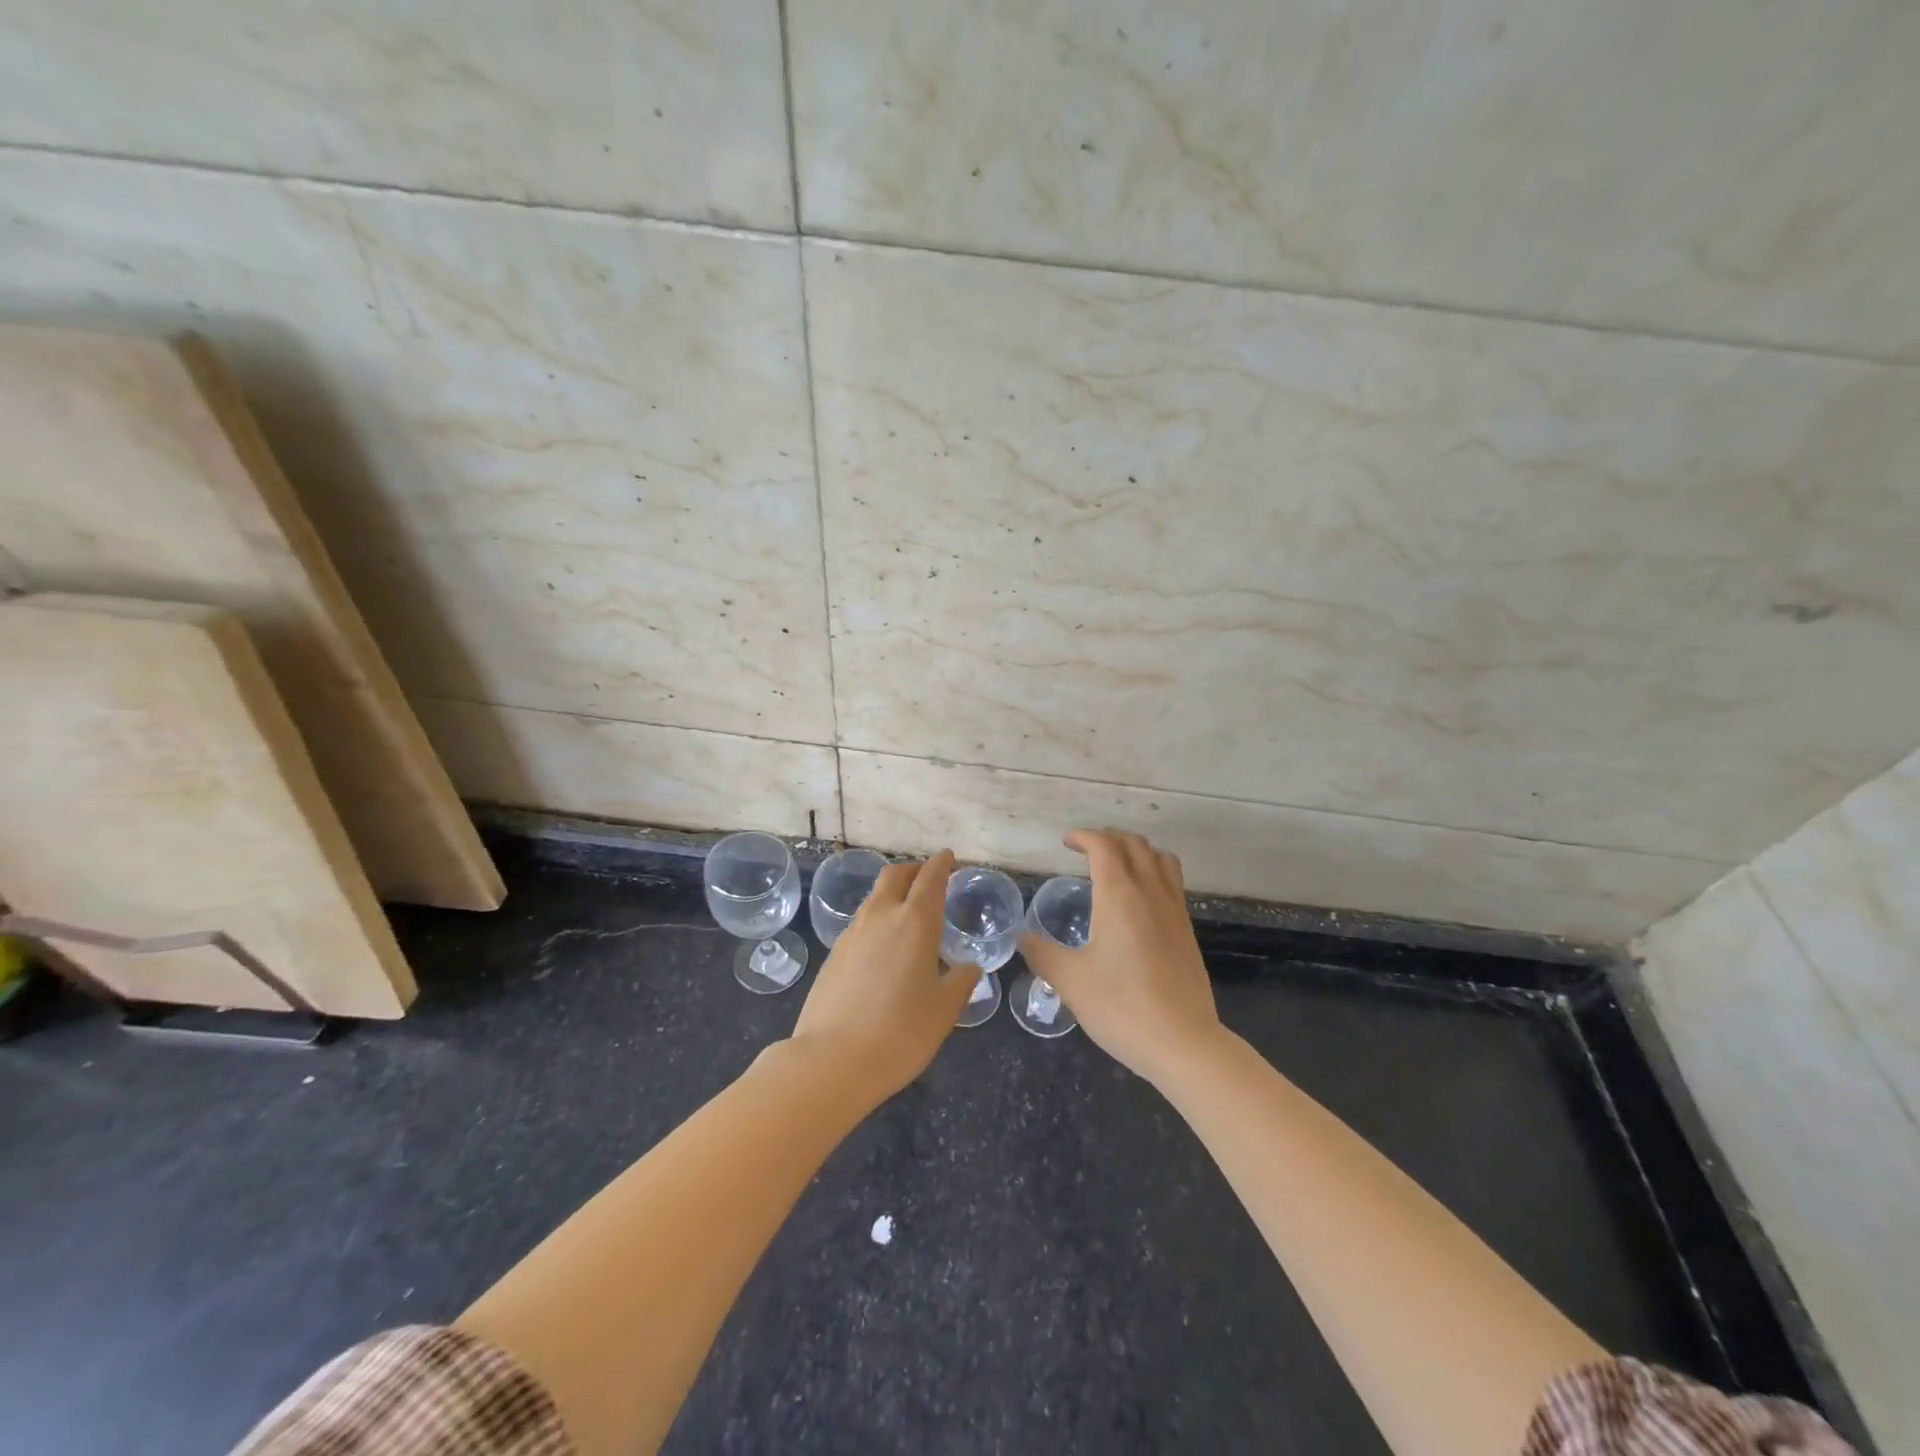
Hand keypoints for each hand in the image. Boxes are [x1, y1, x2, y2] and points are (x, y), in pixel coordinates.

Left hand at [789, 849, 980, 1102]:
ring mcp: (852, 934)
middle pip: (895, 875)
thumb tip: (969, 968)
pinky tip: (883, 948)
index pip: (930, 878)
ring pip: (875, 898)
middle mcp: (881, 917)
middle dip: (914, 869)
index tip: (949, 857)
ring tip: (908, 914)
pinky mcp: (833, 955)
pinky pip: (860, 924)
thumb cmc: (900, 1032)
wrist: (831, 1060)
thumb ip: (960, 982)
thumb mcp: (944, 1010)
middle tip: (929, 878)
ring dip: (893, 894)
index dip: (941, 864)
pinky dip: (877, 921)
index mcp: (915, 922)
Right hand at [1019, 829, 1223, 1086]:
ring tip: (1117, 865)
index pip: (1104, 846)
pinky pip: (1173, 882)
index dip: (1084, 836)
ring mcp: (1174, 910)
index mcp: (1119, 895)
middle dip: (1109, 838)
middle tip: (1087, 851)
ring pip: (1161, 859)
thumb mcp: (1070, 981)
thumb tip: (1020, 937)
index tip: (1066, 843)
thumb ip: (1041, 953)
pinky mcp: (1187, 931)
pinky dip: (1154, 872)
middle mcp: (1150, 892)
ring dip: (1137, 851)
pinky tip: (1140, 900)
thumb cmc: (1120, 1007)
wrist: (1183, 1043)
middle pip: (1135, 844)